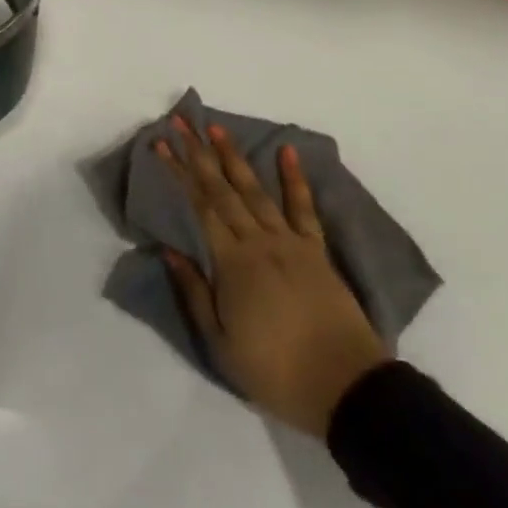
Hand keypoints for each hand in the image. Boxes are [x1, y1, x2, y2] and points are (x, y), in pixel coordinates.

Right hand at [158, 120, 389, 436]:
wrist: (345, 386)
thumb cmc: (275, 371)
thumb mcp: (221, 342)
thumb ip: (195, 292)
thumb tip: (170, 249)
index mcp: (233, 262)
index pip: (199, 206)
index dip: (179, 172)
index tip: (162, 145)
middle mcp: (259, 241)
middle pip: (223, 190)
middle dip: (199, 153)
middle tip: (181, 121)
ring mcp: (291, 241)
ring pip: (256, 190)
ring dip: (235, 157)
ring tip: (217, 129)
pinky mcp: (316, 250)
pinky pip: (303, 207)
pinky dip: (295, 178)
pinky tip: (287, 151)